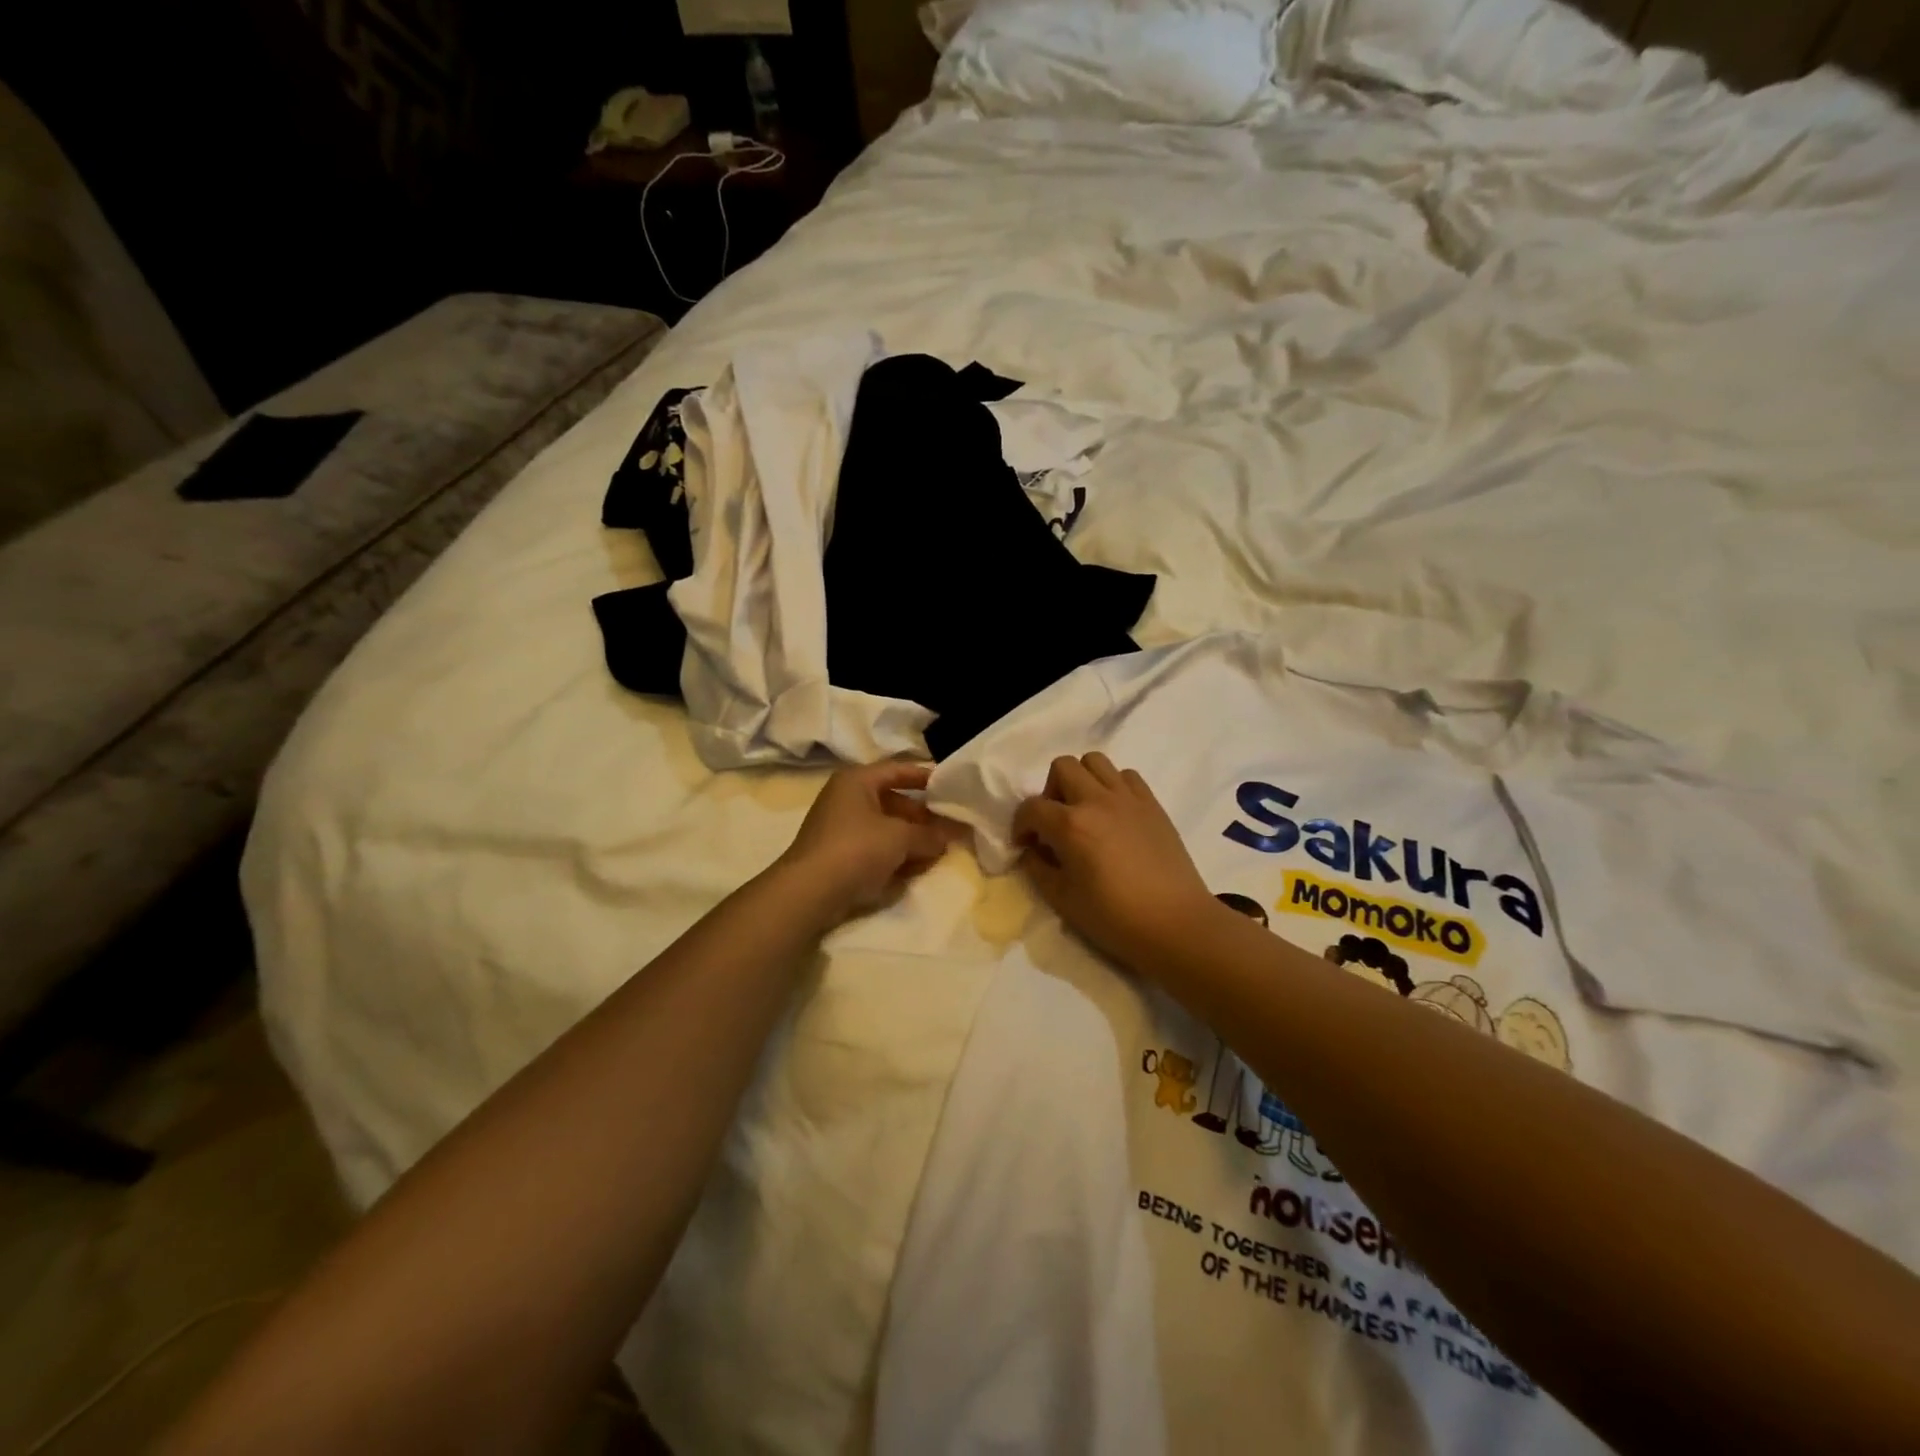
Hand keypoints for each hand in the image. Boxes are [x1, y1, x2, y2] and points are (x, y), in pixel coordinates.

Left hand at [773, 761, 963, 927]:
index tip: (952, 785)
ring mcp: (841, 828)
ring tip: (940, 849)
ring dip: (912, 838)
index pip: (898, 770)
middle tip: (951, 826)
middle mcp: (847, 798)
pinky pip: (875, 848)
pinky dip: (895, 855)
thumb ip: (928, 835)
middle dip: (923, 816)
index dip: (926, 776)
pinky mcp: (840, 855)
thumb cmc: (856, 848)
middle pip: (894, 801)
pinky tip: (917, 867)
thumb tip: (946, 837)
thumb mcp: (900, 838)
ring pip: (886, 827)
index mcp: (857, 780)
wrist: (810, 891)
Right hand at [1013, 754, 1218, 969]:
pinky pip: (1127, 776)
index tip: (1025, 845)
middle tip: (1055, 822)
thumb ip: (1038, 869)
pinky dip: (1113, 786)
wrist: (1175, 923)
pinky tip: (1114, 814)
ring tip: (1085, 811)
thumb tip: (1032, 851)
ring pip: (1095, 761)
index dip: (1020, 825)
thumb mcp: (1062, 900)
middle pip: (1062, 766)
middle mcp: (1097, 800)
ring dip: (1082, 780)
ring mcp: (1128, 798)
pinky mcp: (1152, 804)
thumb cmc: (1114, 918)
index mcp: (1071, 825)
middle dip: (1050, 791)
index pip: (1031, 807)